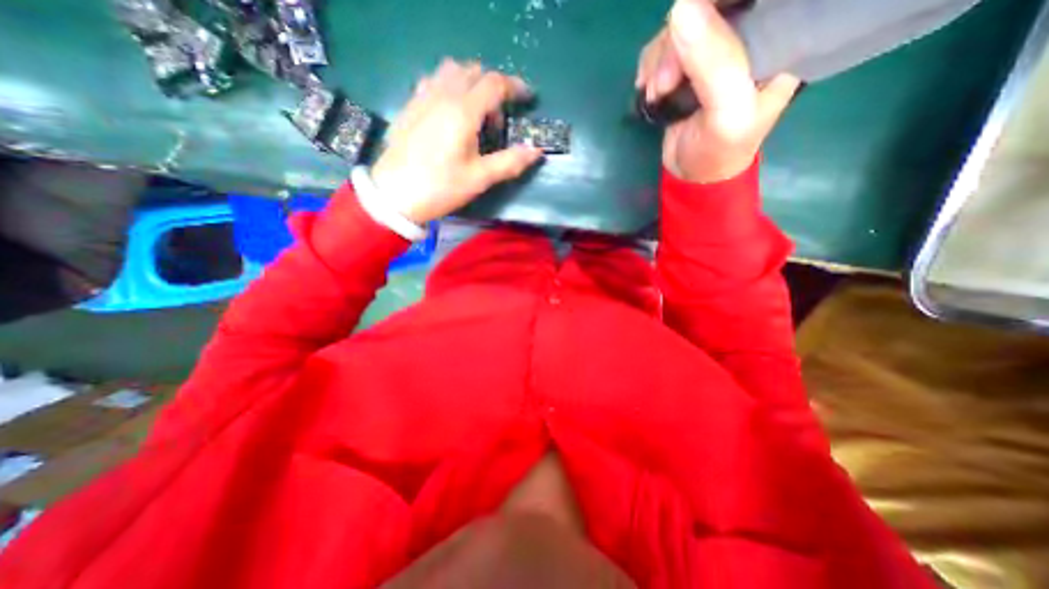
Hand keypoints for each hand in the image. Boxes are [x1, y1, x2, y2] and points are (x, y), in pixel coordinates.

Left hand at [373, 60, 545, 222]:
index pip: (494, 84)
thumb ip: (509, 162)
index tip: (528, 97)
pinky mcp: (410, 106)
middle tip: (499, 119)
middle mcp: (442, 95)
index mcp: (463, 112)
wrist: (394, 195)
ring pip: (452, 71)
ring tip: (476, 113)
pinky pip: (433, 80)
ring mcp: (422, 97)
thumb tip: (536, 151)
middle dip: (494, 87)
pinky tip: (450, 111)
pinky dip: (450, 86)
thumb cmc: (440, 188)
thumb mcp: (479, 179)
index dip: (515, 87)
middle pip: (474, 72)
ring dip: (471, 83)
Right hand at [635, 0, 800, 184]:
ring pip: (682, 24)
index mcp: (779, 37)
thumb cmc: (720, 150)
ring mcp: (715, 48)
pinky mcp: (688, 65)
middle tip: (663, 84)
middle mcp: (749, 35)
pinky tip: (649, 90)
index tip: (687, 30)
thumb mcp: (726, 111)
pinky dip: (651, 65)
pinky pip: (664, 45)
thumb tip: (680, 9)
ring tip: (655, 94)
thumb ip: (713, 62)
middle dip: (678, 42)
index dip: (716, 4)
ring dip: (659, 60)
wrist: (693, 175)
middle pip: (711, 6)